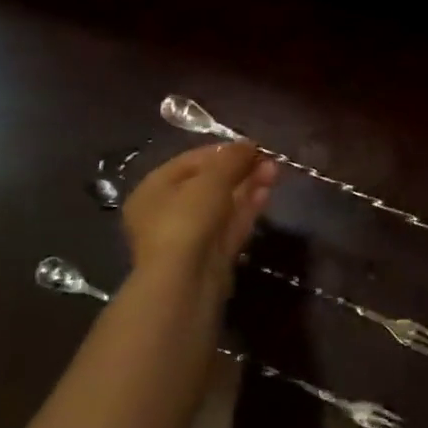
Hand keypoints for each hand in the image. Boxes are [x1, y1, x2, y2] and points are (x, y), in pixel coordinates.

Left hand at [121, 143, 277, 290]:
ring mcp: (189, 238)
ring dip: (247, 186)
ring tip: (274, 171)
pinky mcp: (210, 257)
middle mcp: (166, 213)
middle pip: (208, 183)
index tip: (250, 146)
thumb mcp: (211, 178)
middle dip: (238, 169)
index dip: (221, 150)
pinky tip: (267, 192)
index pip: (189, 161)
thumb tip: (250, 145)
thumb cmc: (187, 219)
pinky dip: (248, 208)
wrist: (186, 282)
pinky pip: (230, 225)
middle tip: (267, 159)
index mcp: (153, 190)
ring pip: (222, 205)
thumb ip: (232, 158)